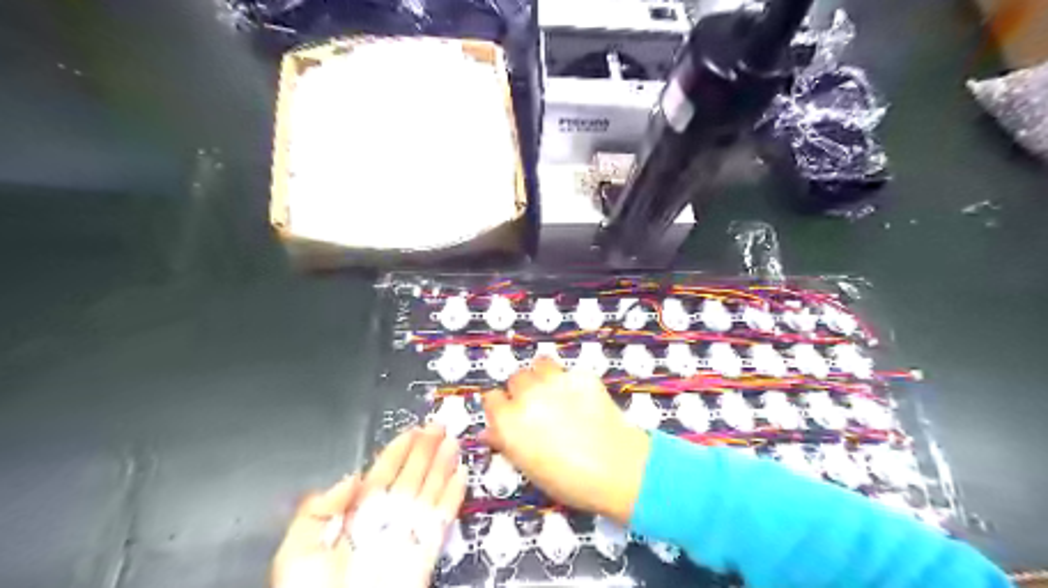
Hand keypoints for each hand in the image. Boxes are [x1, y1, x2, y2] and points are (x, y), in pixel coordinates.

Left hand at [270, 426, 467, 586]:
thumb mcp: (298, 550)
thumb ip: (320, 511)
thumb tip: (353, 478)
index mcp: (355, 517)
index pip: (381, 477)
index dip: (397, 453)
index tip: (412, 431)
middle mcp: (384, 520)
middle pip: (409, 479)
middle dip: (425, 452)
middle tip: (439, 426)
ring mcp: (407, 535)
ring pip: (428, 493)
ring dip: (442, 467)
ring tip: (454, 443)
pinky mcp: (425, 552)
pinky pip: (442, 519)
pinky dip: (453, 498)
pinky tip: (462, 476)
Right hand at [480, 359, 648, 523]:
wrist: (616, 468)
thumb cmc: (569, 480)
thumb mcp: (529, 468)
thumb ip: (506, 443)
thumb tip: (489, 432)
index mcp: (508, 421)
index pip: (491, 397)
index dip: (500, 406)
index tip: (509, 414)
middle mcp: (527, 395)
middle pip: (515, 378)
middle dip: (522, 390)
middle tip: (537, 406)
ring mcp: (555, 381)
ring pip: (539, 364)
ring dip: (543, 376)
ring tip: (556, 393)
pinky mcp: (580, 375)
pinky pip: (568, 371)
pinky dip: (571, 381)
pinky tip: (582, 398)